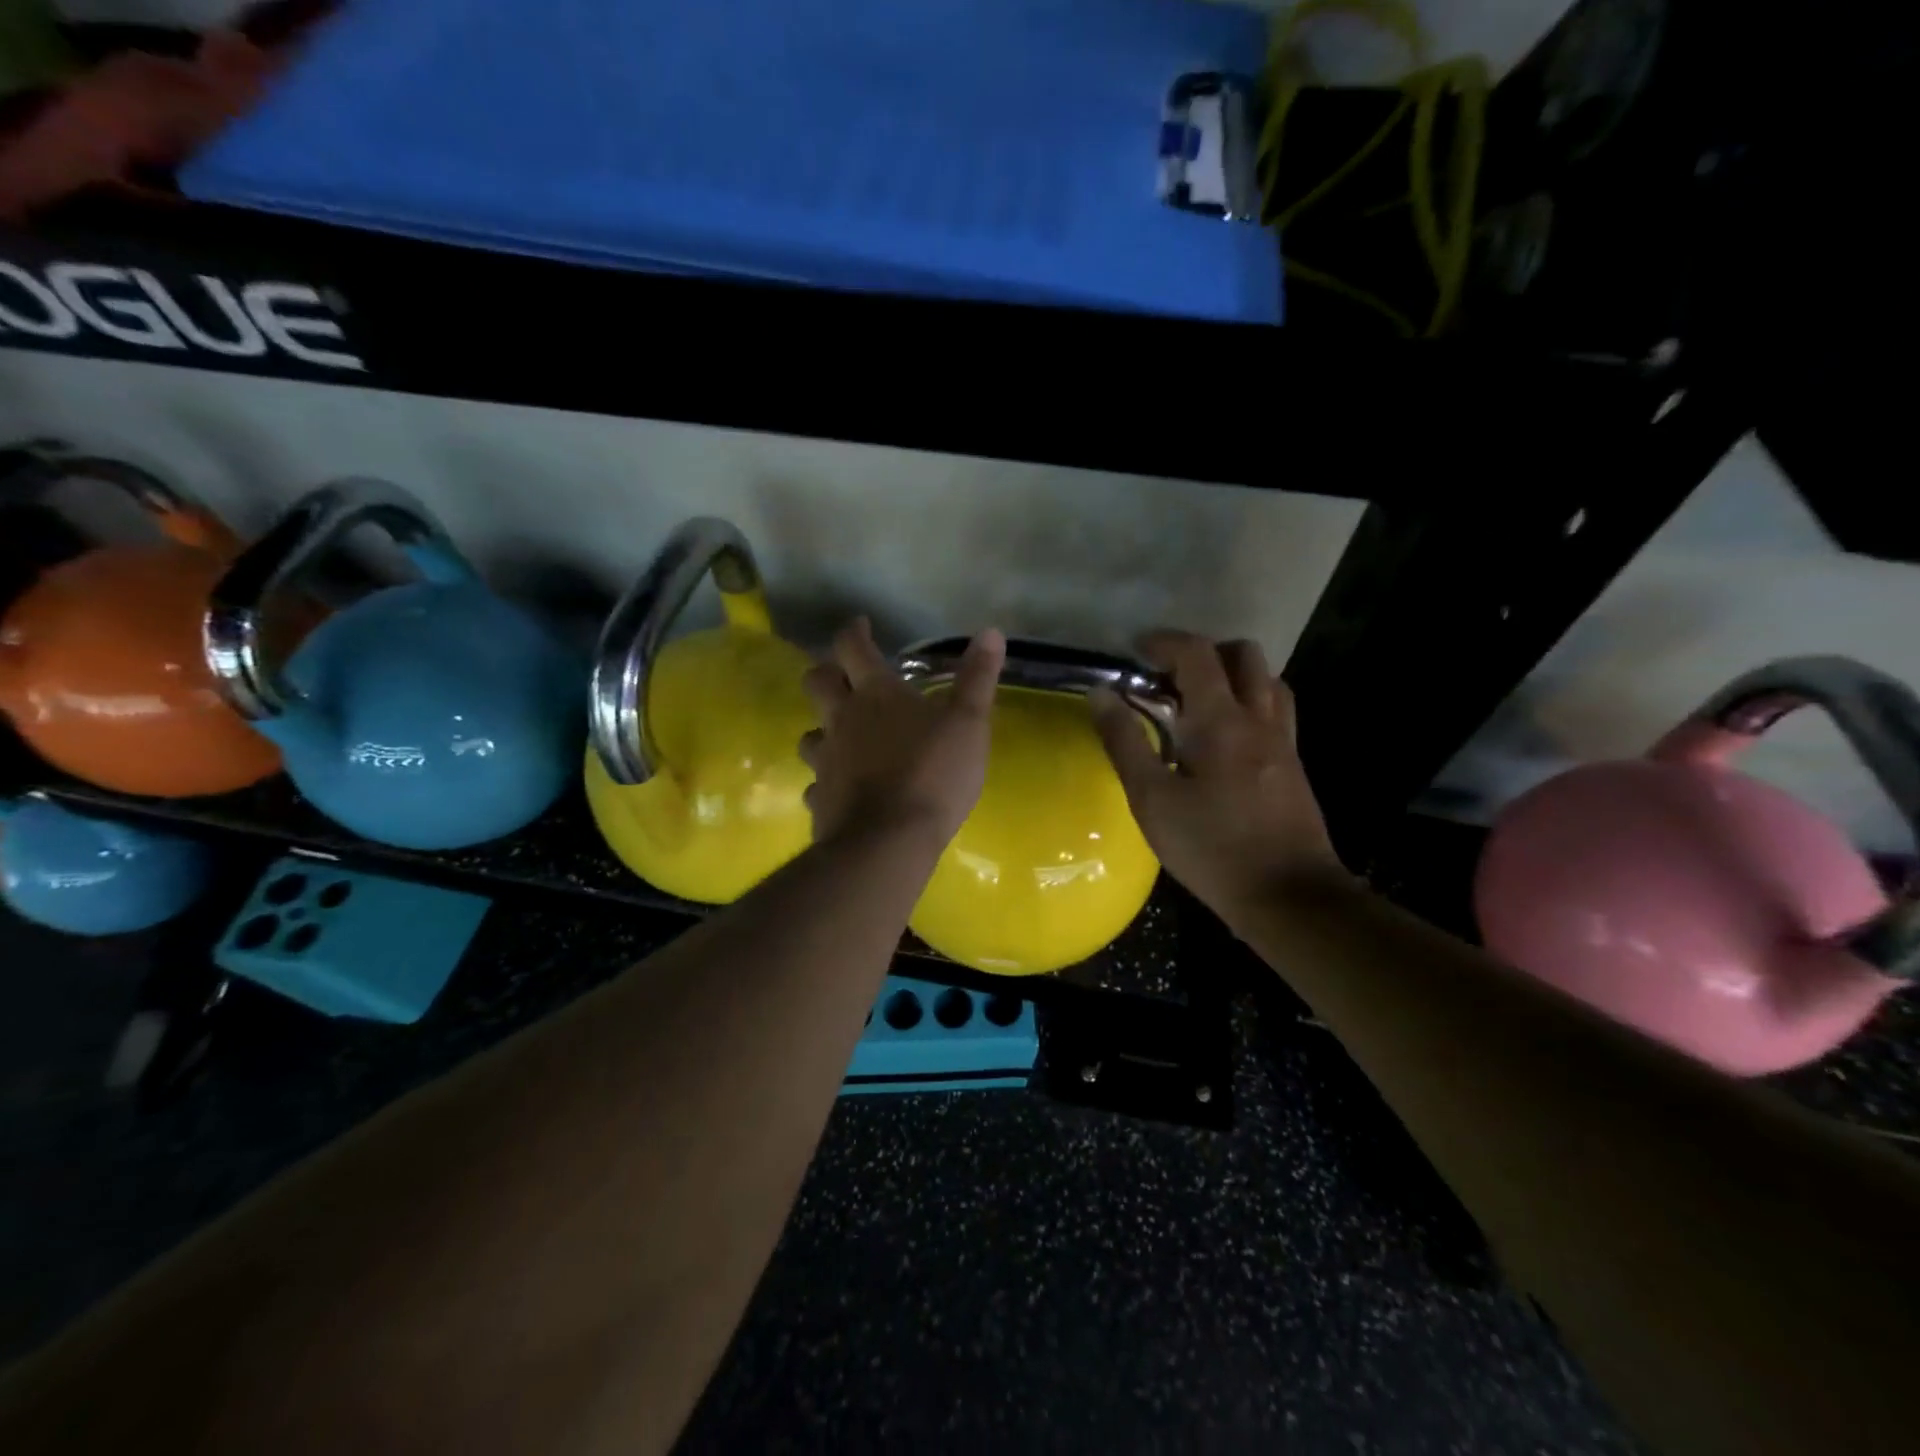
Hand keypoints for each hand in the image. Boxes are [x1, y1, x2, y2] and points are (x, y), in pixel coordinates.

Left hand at [799, 619, 1005, 847]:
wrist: (889, 841)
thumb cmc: (933, 774)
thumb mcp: (968, 723)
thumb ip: (977, 678)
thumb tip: (991, 632)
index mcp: (875, 694)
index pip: (852, 647)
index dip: (853, 631)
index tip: (860, 625)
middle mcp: (841, 720)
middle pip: (816, 683)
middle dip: (827, 672)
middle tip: (845, 676)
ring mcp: (826, 761)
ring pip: (810, 735)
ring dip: (823, 729)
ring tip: (842, 736)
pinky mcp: (821, 800)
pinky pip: (816, 784)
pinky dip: (827, 781)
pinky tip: (843, 789)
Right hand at [1089, 630, 1343, 924]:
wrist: (1287, 895)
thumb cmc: (1211, 848)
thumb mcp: (1152, 799)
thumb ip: (1124, 741)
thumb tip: (1100, 693)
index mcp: (1221, 720)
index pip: (1196, 654)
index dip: (1164, 642)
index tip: (1135, 651)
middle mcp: (1259, 718)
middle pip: (1243, 654)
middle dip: (1203, 652)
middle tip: (1168, 677)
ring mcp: (1283, 740)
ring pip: (1266, 680)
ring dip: (1232, 675)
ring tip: (1197, 702)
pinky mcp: (1293, 764)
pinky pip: (1275, 710)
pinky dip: (1249, 702)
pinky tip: (1225, 737)